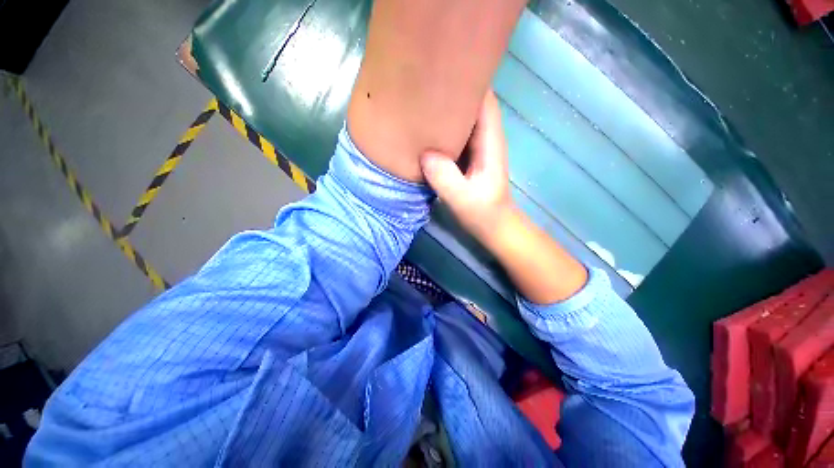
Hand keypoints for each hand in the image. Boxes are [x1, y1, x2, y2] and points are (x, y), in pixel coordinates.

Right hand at [419, 91, 515, 243]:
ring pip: (464, 118)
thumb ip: (445, 177)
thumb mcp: (462, 199)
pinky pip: (456, 135)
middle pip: (473, 103)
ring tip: (421, 102)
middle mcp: (485, 138)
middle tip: (424, 83)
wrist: (493, 225)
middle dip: (453, 90)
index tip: (444, 67)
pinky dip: (444, 128)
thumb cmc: (483, 213)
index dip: (469, 78)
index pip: (484, 98)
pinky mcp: (469, 157)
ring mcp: (477, 147)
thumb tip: (425, 154)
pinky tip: (426, 131)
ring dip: (446, 109)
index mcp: (489, 141)